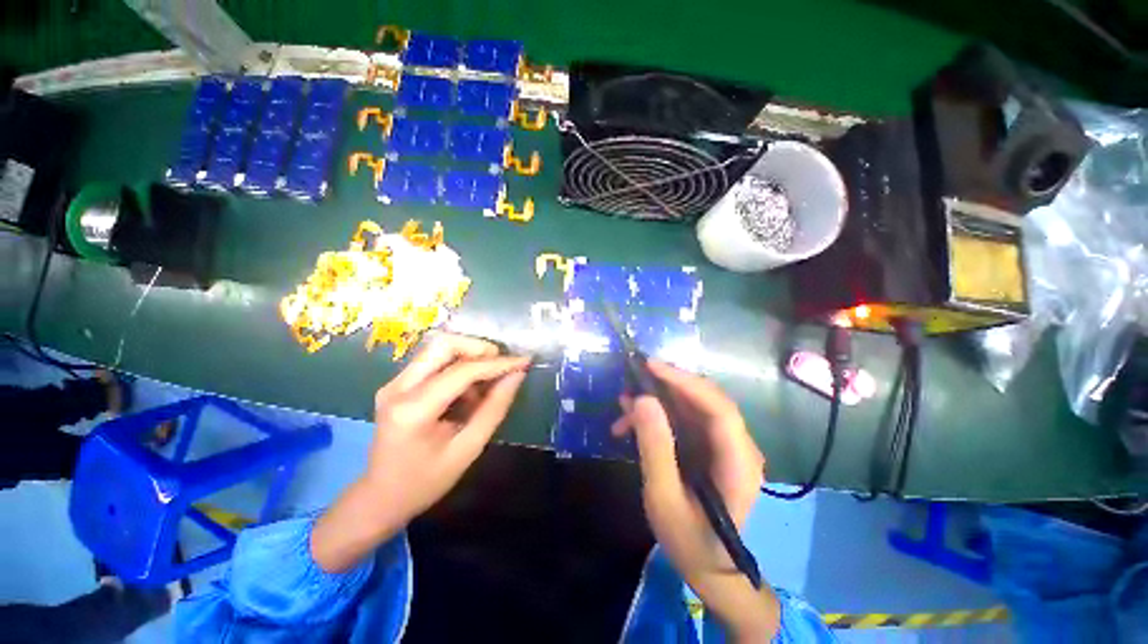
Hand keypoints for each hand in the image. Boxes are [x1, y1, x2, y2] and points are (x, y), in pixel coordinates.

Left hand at [312, 333, 528, 571]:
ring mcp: (394, 383)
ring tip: (485, 386)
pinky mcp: (397, 383)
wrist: (380, 498)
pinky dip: (458, 367)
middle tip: (502, 367)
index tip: (524, 361)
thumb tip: (517, 375)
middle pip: (444, 344)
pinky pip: (434, 361)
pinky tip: (468, 392)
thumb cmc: (426, 481)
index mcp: (413, 410)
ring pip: (439, 348)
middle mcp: (398, 388)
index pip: (462, 371)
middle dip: (480, 349)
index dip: (498, 363)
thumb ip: (495, 408)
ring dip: (470, 357)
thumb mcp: (468, 449)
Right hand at [612, 360, 778, 641]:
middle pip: (706, 400)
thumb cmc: (690, 542)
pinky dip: (660, 415)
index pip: (718, 408)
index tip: (650, 367)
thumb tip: (642, 400)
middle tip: (632, 379)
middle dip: (668, 386)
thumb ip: (655, 449)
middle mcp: (740, 446)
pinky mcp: (713, 446)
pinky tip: (632, 420)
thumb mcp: (664, 499)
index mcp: (738, 463)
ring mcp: (727, 445)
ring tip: (624, 403)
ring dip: (659, 400)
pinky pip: (687, 419)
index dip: (684, 381)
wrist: (711, 568)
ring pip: (693, 406)